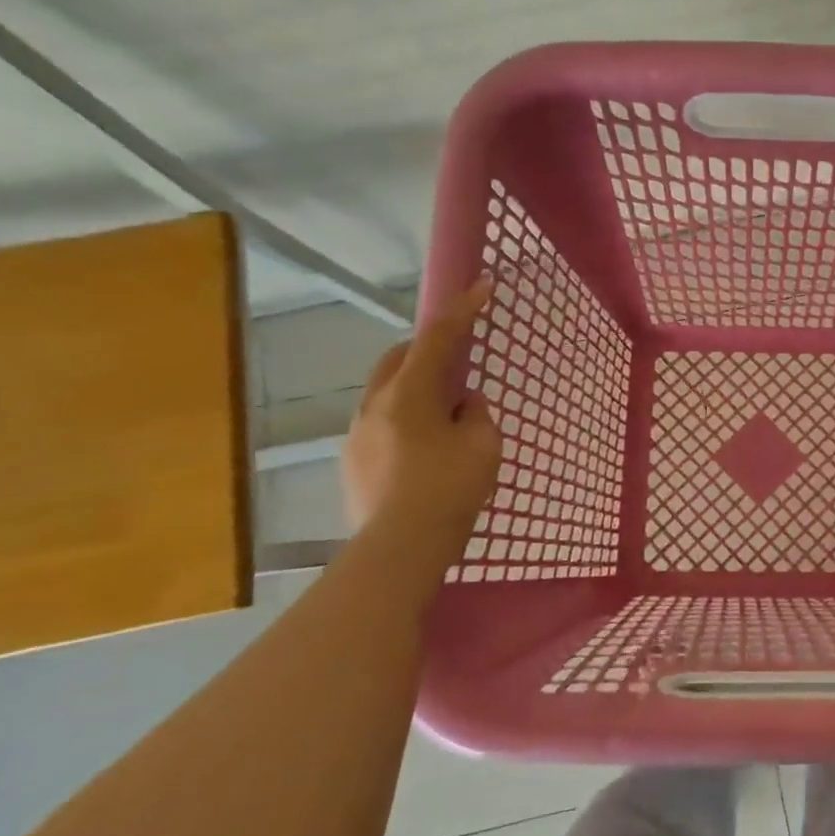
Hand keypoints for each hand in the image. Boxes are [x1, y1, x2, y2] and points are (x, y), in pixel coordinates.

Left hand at [342, 280, 501, 546]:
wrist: (400, 549)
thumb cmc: (449, 489)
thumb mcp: (483, 446)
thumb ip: (477, 415)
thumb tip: (464, 405)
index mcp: (407, 394)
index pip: (438, 339)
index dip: (462, 310)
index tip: (482, 285)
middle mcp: (374, 406)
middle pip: (398, 359)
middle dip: (427, 349)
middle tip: (458, 360)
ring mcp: (357, 435)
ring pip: (386, 393)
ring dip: (415, 388)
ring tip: (446, 414)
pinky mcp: (352, 463)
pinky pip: (381, 423)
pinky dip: (405, 419)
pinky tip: (425, 448)